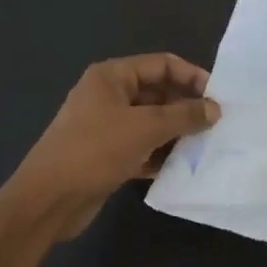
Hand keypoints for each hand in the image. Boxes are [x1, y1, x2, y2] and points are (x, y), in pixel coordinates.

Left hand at [14, 54, 219, 235]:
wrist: (48, 201)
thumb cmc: (95, 151)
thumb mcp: (145, 128)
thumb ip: (184, 115)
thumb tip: (215, 109)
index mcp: (112, 76)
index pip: (162, 65)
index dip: (192, 76)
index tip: (218, 97)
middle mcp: (109, 96)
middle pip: (158, 93)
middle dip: (187, 108)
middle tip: (217, 124)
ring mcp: (107, 127)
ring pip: (152, 123)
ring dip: (177, 133)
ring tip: (207, 146)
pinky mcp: (108, 155)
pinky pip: (143, 147)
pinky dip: (161, 154)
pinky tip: (183, 167)